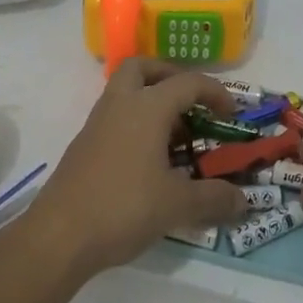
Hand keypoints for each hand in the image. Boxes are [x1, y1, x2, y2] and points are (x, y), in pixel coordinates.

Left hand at [26, 58, 248, 278]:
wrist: (59, 235)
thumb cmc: (123, 207)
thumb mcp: (177, 205)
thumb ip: (213, 199)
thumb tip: (244, 202)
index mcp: (147, 107)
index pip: (188, 83)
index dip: (215, 92)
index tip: (231, 114)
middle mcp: (121, 104)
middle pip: (142, 67)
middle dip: (169, 76)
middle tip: (190, 102)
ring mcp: (97, 122)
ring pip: (124, 90)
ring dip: (150, 100)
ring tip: (173, 135)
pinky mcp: (84, 144)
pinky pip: (114, 116)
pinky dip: (134, 123)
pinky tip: (147, 159)